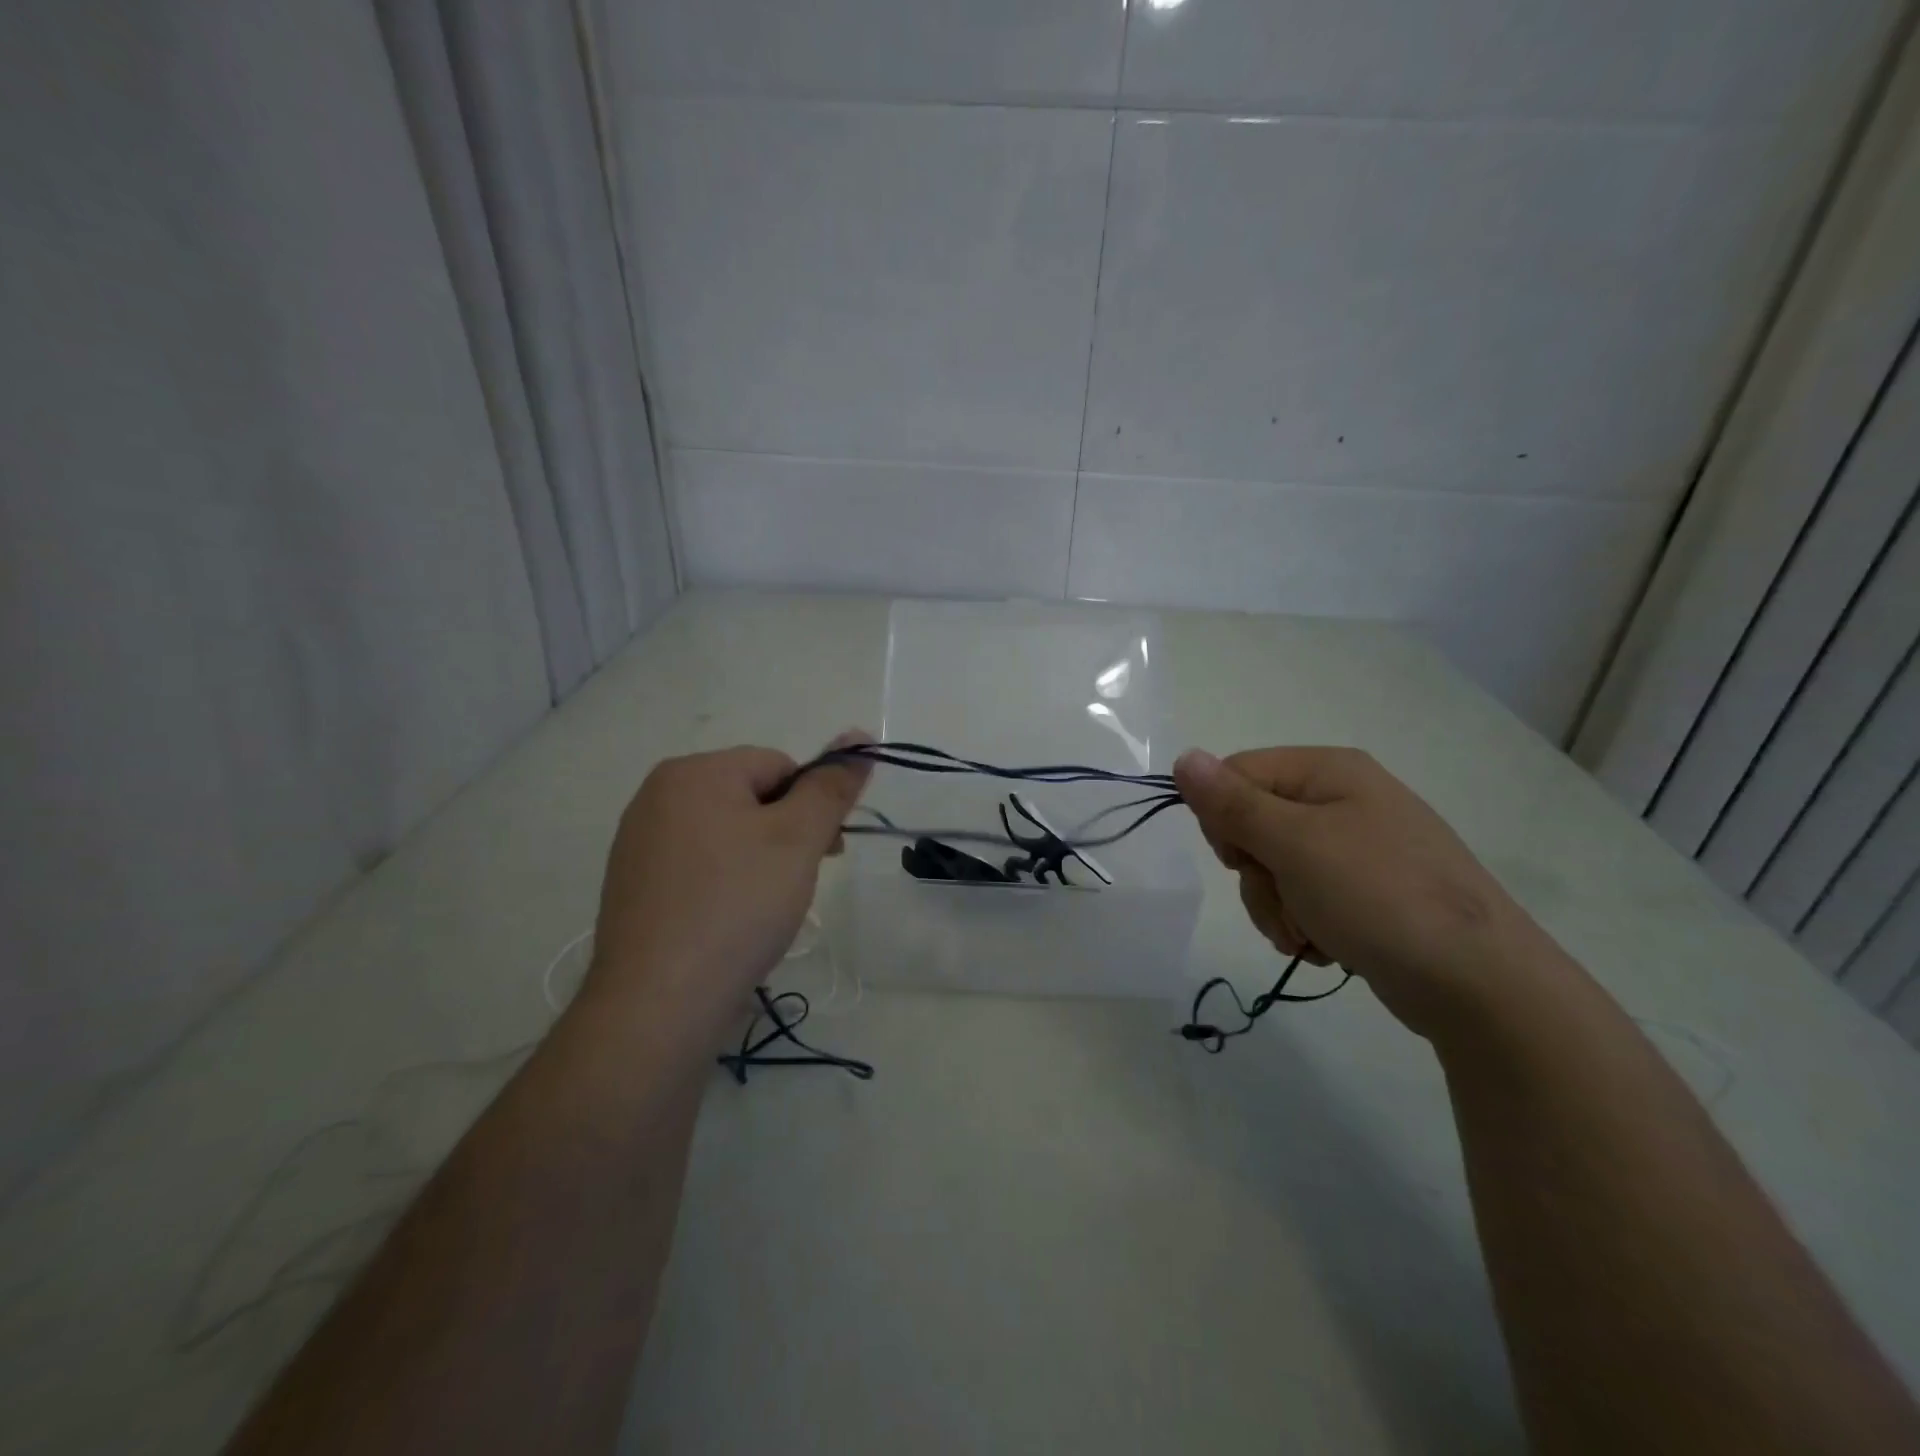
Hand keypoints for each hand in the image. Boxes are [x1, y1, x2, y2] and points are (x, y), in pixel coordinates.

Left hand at [580, 733, 871, 1041]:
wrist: (659, 1005)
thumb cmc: (737, 906)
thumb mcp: (798, 839)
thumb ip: (832, 787)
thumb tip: (860, 739)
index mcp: (692, 772)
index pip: (778, 765)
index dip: (811, 805)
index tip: (826, 851)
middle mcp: (657, 798)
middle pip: (750, 798)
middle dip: (787, 834)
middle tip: (799, 883)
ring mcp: (639, 845)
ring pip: (727, 836)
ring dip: (760, 862)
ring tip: (766, 911)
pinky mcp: (635, 889)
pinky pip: (699, 869)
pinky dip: (726, 887)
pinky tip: (733, 925)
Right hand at [1173, 746, 1543, 1035]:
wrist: (1480, 984)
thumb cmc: (1380, 897)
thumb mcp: (1295, 845)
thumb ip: (1232, 803)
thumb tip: (1183, 757)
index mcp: (1328, 770)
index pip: (1236, 775)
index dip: (1224, 819)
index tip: (1243, 860)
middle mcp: (1342, 799)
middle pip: (1252, 825)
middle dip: (1257, 875)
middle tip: (1288, 900)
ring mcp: (1357, 847)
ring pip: (1274, 868)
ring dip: (1278, 907)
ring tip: (1312, 934)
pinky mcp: (1366, 890)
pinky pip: (1305, 896)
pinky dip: (1304, 924)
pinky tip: (1329, 945)